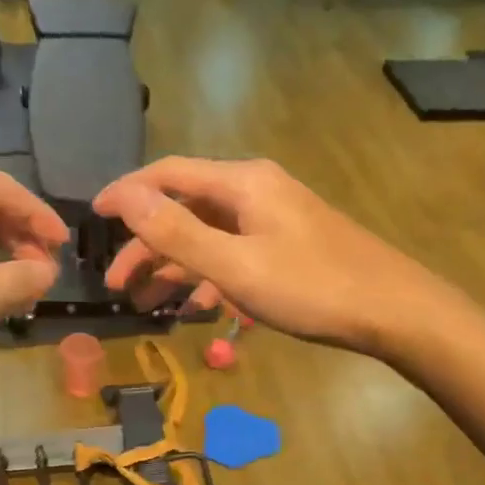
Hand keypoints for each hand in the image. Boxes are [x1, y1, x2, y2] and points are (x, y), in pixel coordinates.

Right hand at [93, 157, 437, 355]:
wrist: (392, 310)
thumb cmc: (312, 287)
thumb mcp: (236, 265)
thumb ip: (178, 232)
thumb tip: (125, 197)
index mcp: (242, 184)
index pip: (168, 174)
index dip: (127, 193)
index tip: (92, 218)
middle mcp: (256, 191)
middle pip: (186, 208)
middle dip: (147, 244)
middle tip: (117, 284)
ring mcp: (275, 219)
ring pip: (210, 235)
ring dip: (176, 265)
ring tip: (147, 302)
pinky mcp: (288, 245)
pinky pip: (235, 253)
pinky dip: (211, 275)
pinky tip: (200, 305)